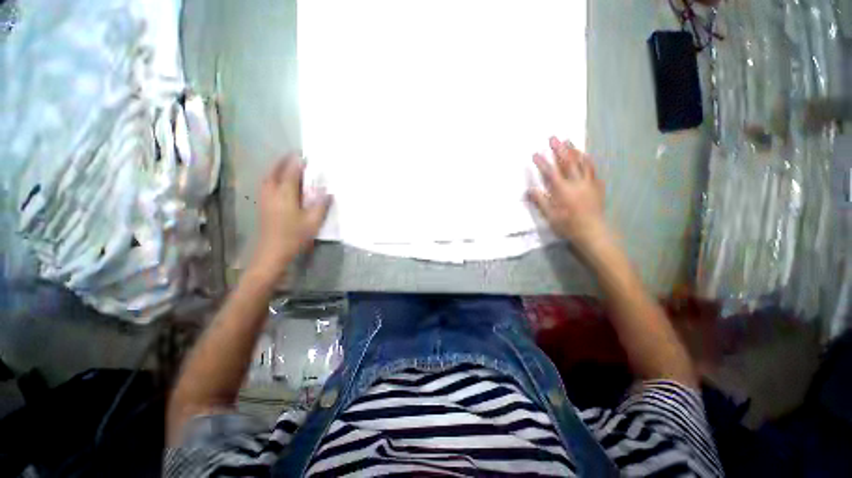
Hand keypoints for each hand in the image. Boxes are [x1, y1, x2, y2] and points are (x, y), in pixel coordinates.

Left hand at [249, 154, 331, 280]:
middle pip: (275, 171)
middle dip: (284, 161)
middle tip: (293, 156)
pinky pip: (266, 184)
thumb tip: (327, 191)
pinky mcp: (263, 206)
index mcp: (285, 193)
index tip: (305, 156)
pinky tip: (278, 182)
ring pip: (268, 177)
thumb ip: (321, 205)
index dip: (298, 163)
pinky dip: (273, 177)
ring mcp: (265, 199)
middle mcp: (272, 192)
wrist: (272, 253)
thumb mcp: (313, 221)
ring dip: (277, 168)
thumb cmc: (294, 236)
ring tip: (286, 165)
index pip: (291, 172)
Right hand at [528, 137, 607, 251]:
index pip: (550, 172)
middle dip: (559, 149)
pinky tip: (585, 156)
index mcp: (563, 190)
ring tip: (569, 141)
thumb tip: (530, 189)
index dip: (542, 162)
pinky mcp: (597, 186)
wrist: (593, 231)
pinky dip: (587, 161)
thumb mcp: (551, 216)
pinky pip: (592, 169)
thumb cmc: (569, 225)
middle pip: (567, 162)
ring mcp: (589, 183)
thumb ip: (541, 201)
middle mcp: (576, 183)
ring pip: (582, 163)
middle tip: (553, 138)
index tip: (535, 153)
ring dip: (574, 151)